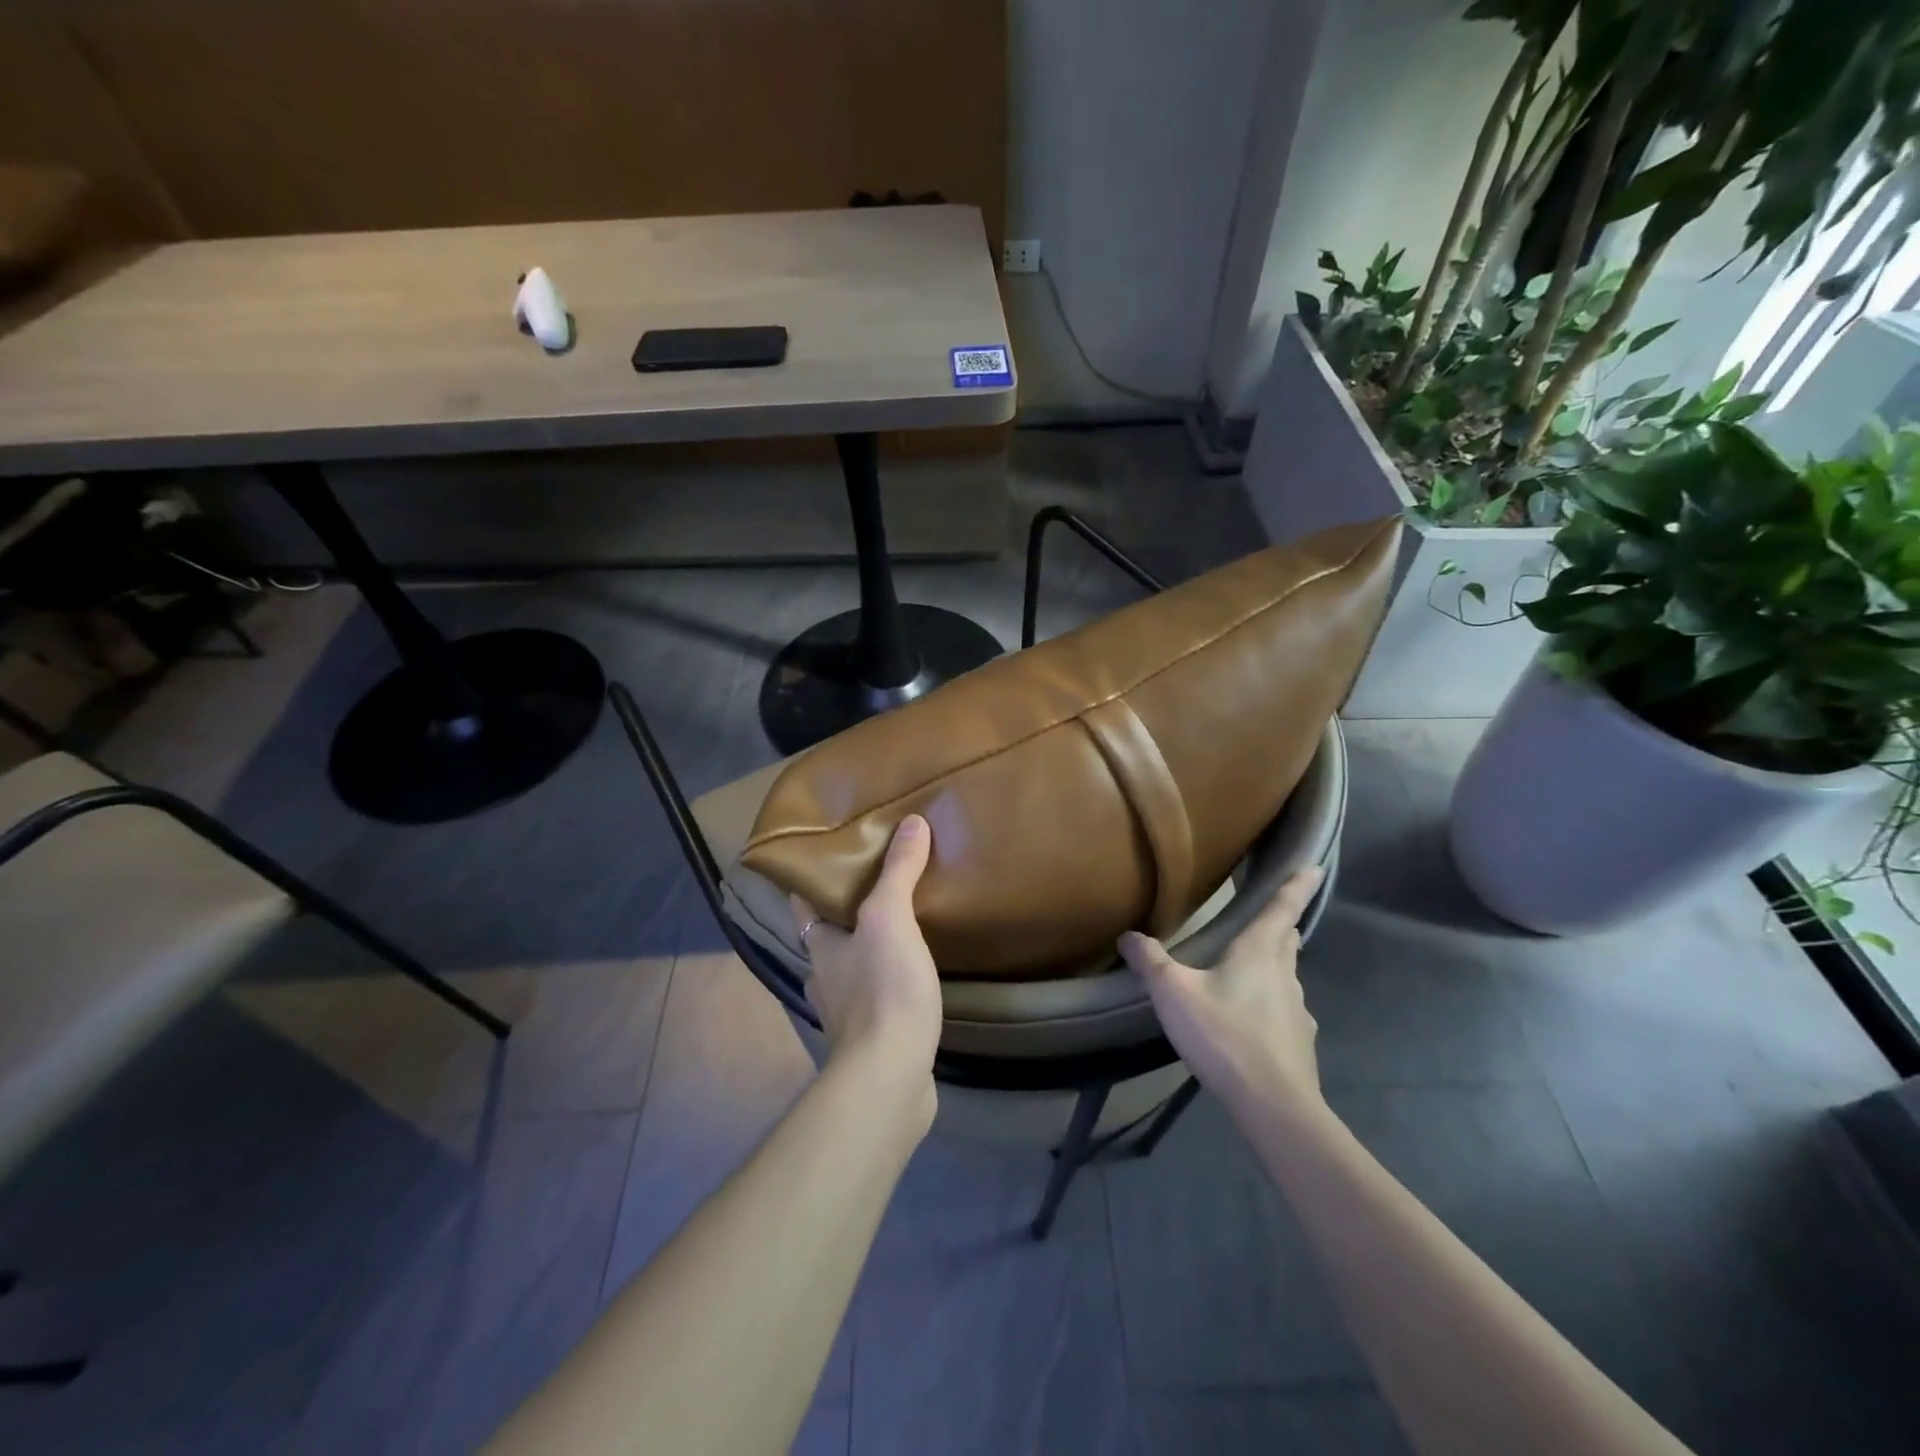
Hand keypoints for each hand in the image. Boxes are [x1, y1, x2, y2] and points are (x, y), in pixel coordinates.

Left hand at [791, 815, 942, 1088]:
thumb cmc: (882, 989)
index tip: (827, 859)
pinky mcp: (872, 1042)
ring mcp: (846, 1015)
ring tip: (903, 929)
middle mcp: (825, 979)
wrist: (889, 1077)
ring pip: (853, 971)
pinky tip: (915, 980)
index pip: (804, 906)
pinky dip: (891, 986)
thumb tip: (912, 822)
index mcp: (820, 947)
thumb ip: (899, 872)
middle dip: (848, 917)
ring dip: (870, 953)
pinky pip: (879, 1002)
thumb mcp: (890, 919)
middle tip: (880, 886)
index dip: (810, 883)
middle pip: (830, 939)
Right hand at [1119, 866, 1326, 1116]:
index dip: (1297, 886)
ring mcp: (1298, 1011)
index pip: (1281, 909)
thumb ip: (1150, 961)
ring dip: (1274, 965)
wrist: (1274, 1105)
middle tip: (1272, 914)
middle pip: (1286, 940)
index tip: (1316, 867)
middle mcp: (1285, 976)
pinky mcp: (1300, 1043)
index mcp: (1259, 953)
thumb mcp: (1173, 993)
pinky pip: (1285, 1010)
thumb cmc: (1224, 1035)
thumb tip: (1128, 935)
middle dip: (1280, 924)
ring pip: (1287, 976)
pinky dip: (1271, 1004)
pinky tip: (1252, 1020)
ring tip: (1251, 968)